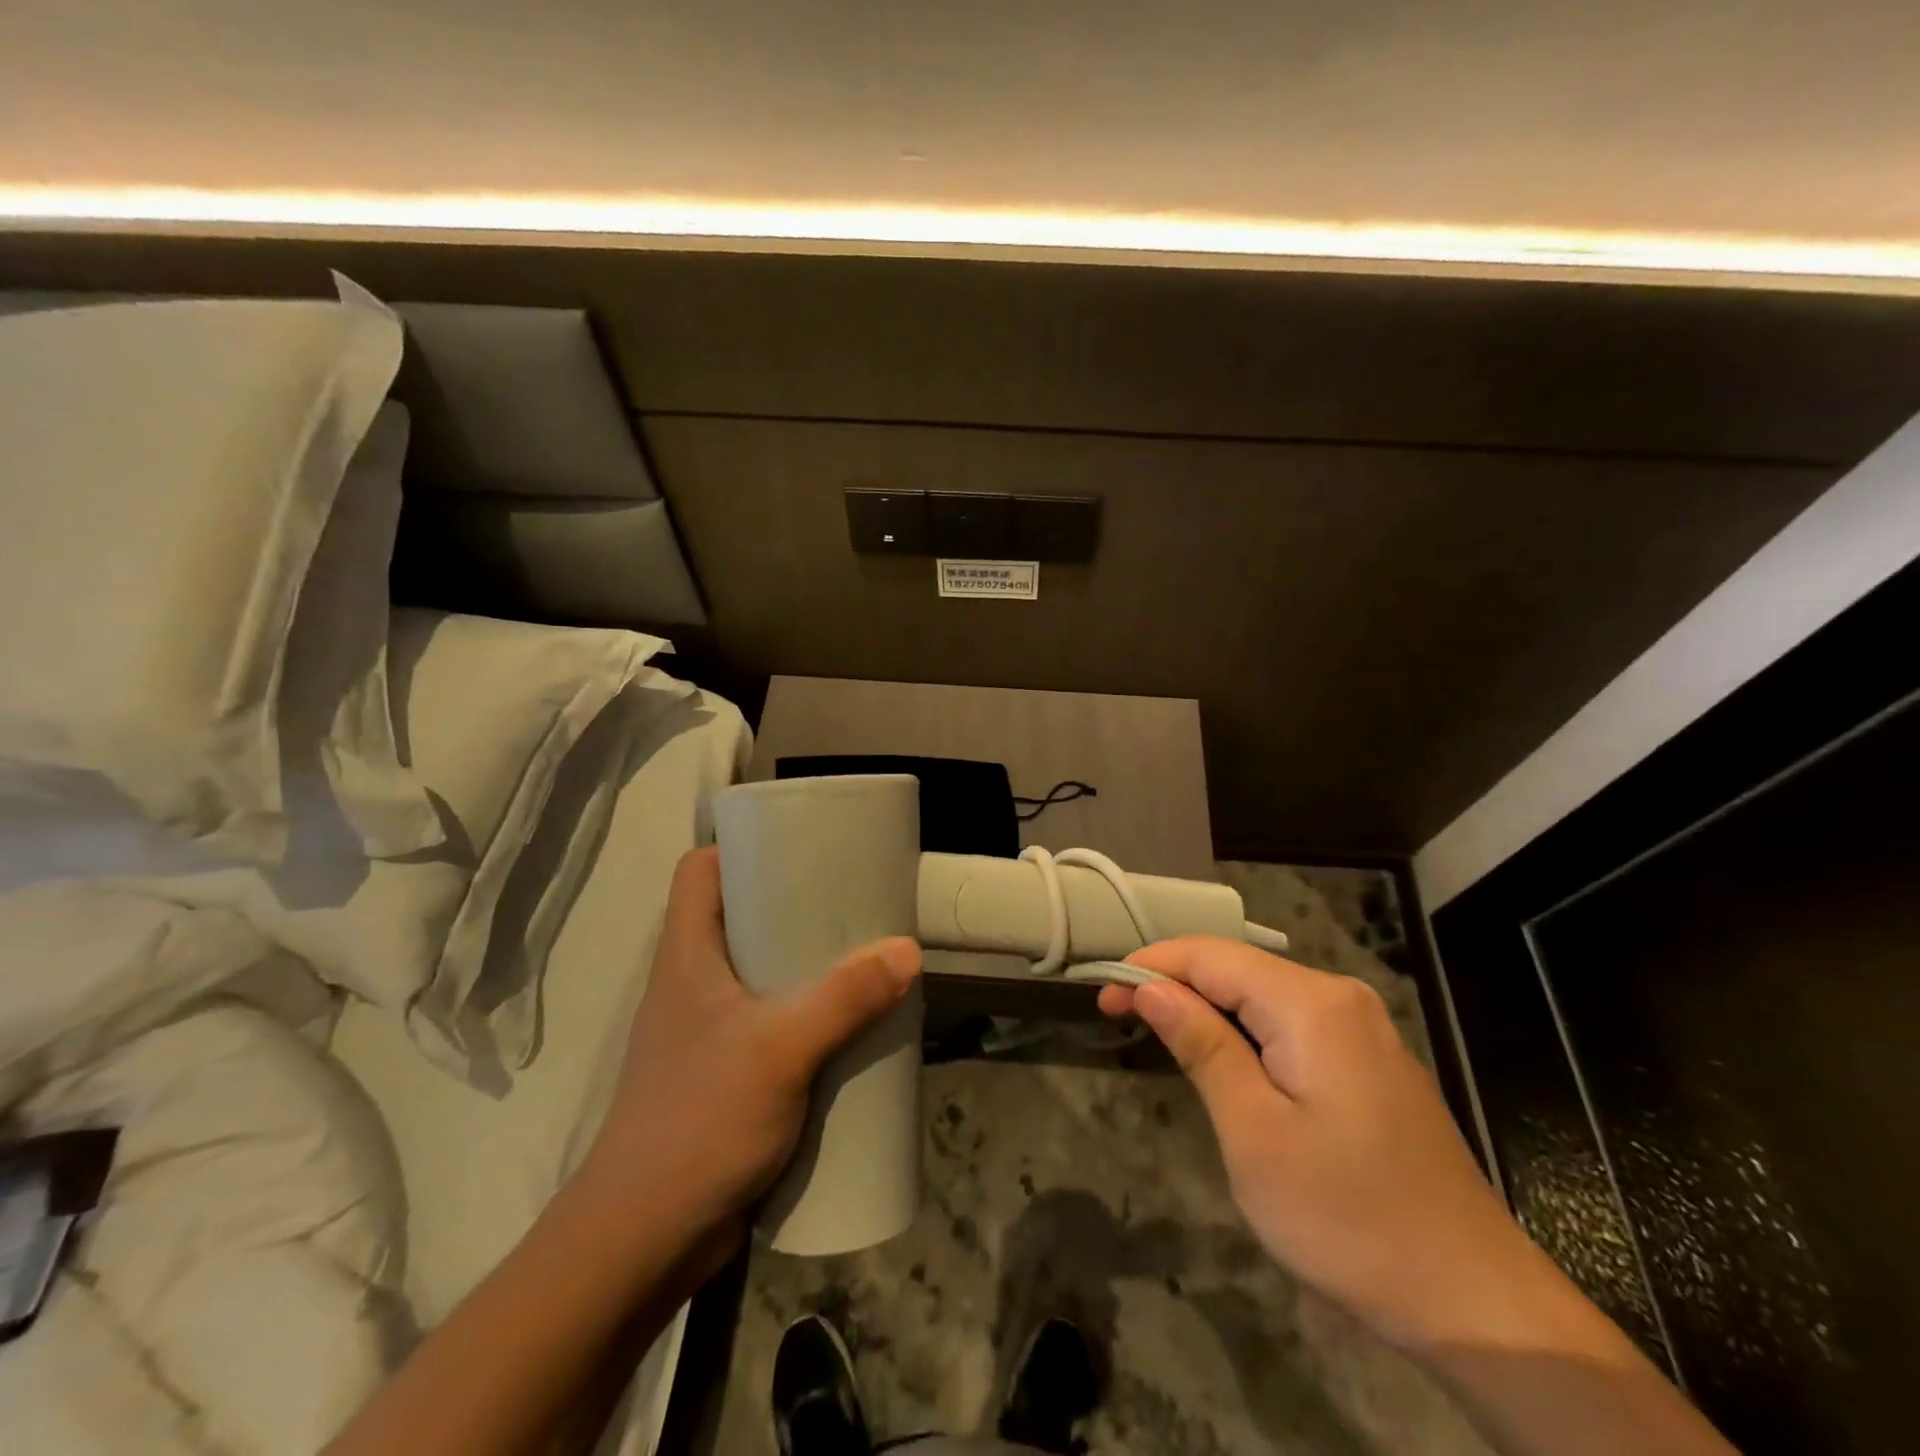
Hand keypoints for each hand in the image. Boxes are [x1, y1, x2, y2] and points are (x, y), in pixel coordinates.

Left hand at [576, 848, 920, 1245]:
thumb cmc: (699, 1120)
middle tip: (849, 900)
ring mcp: (706, 1032)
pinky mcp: (724, 1074)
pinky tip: (845, 1025)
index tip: (797, 844)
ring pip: (757, 973)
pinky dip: (804, 1014)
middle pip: (737, 918)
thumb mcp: (780, 1049)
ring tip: (859, 956)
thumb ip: (844, 998)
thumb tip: (907, 950)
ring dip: (803, 964)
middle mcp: (691, 984)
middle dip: (791, 905)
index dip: (740, 847)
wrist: (644, 1240)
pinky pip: (769, 1022)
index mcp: (686, 955)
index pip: (699, 871)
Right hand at [1099, 937, 1566, 1353]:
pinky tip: (1223, 1056)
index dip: (1150, 965)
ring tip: (1157, 1031)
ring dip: (1206, 1006)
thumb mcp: (1254, 1133)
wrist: (1475, 1301)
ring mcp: (1362, 1028)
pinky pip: (1291, 1022)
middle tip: (1118, 1015)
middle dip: (1174, 983)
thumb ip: (1202, 1046)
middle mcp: (1340, 997)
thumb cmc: (1348, 1218)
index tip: (1102, 993)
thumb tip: (1152, 987)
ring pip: (1263, 994)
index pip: (1211, 956)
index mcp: (1312, 1004)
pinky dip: (1244, 1030)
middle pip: (1237, 968)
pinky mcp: (1370, 1060)